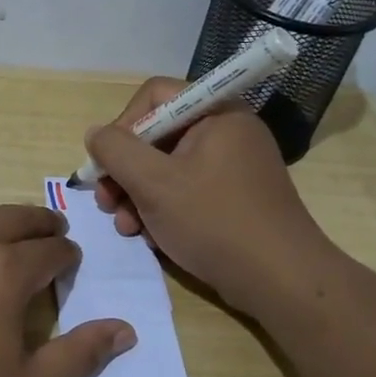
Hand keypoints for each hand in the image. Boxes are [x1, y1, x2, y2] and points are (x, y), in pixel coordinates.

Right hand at [86, 78, 341, 317]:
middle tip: (107, 203)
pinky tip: (151, 237)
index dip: (122, 126)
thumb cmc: (214, 221)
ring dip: (138, 195)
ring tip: (126, 227)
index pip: (154, 96)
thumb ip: (116, 151)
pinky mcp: (234, 196)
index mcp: (216, 113)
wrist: (280, 280)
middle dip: (125, 170)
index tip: (106, 164)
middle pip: (158, 135)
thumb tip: (95, 134)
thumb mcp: (154, 183)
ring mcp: (233, 165)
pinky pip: (187, 189)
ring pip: (168, 167)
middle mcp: (227, 131)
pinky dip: (163, 209)